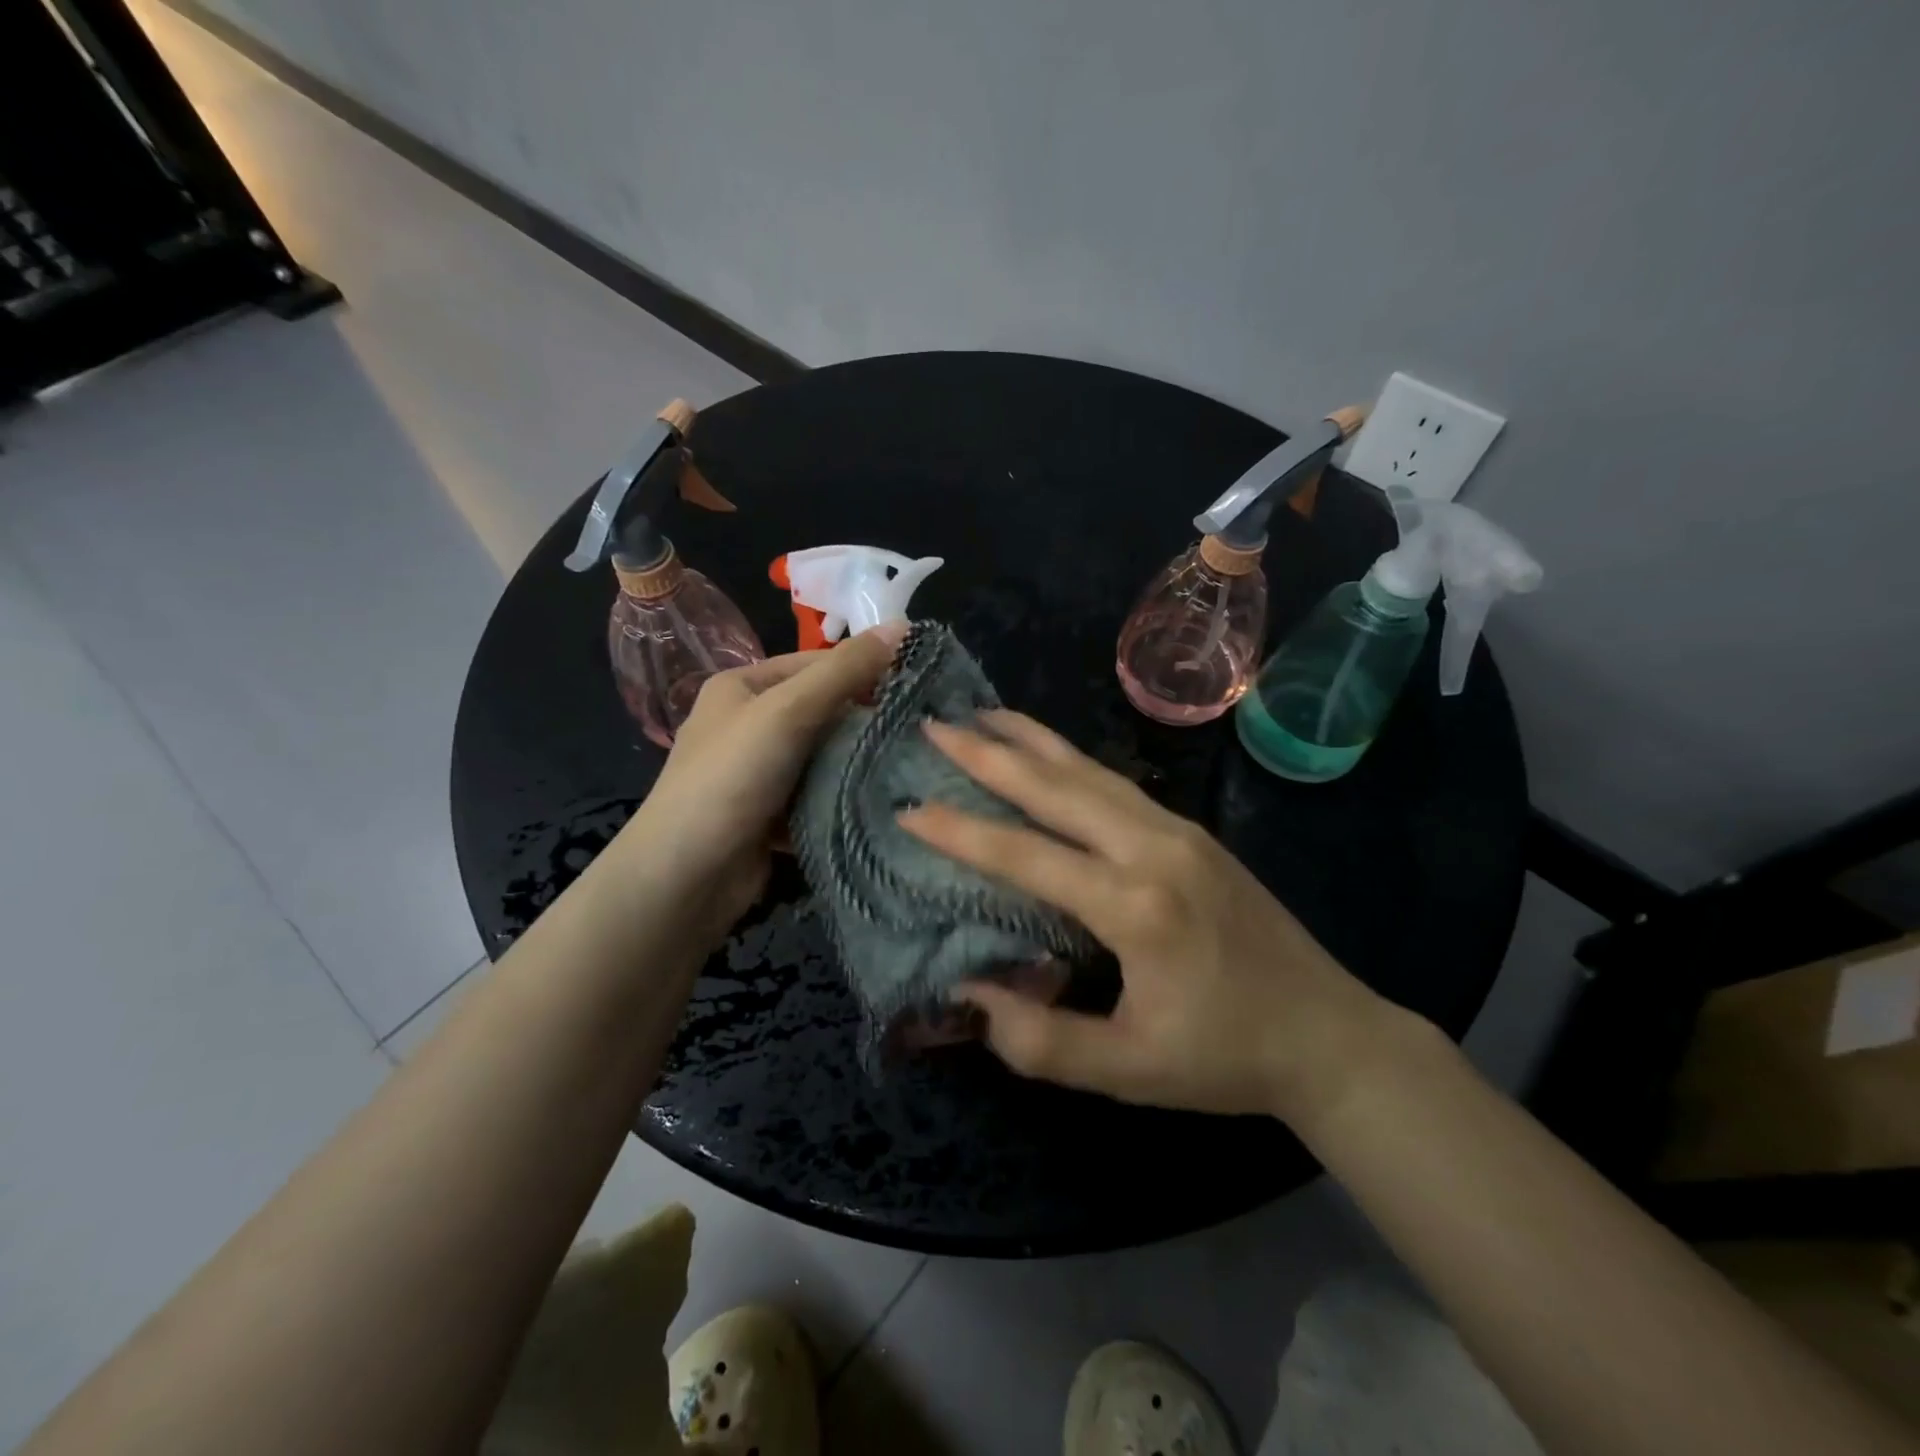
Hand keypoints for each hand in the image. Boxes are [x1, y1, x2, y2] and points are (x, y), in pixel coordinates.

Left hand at [613, 624, 904, 943]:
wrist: (685, 875)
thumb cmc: (731, 777)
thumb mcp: (788, 711)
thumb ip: (844, 670)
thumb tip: (904, 626)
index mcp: (742, 687)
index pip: (815, 664)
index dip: (863, 671)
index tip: (915, 686)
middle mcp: (747, 724)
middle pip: (821, 711)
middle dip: (865, 721)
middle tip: (920, 730)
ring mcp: (758, 773)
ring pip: (823, 756)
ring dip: (857, 762)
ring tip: (911, 765)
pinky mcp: (770, 815)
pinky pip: (817, 794)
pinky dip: (842, 797)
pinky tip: (881, 801)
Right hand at [899, 711, 1392, 1122]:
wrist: (1329, 1035)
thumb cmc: (1225, 1057)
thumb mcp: (1128, 1071)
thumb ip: (1041, 1041)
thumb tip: (970, 993)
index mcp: (1136, 906)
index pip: (1028, 856)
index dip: (962, 833)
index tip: (909, 809)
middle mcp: (1155, 848)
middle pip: (1057, 787)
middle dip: (989, 755)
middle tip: (935, 727)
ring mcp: (1179, 831)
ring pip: (1090, 771)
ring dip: (1032, 741)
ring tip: (983, 716)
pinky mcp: (1193, 832)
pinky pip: (1116, 783)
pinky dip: (1071, 759)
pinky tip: (1049, 753)